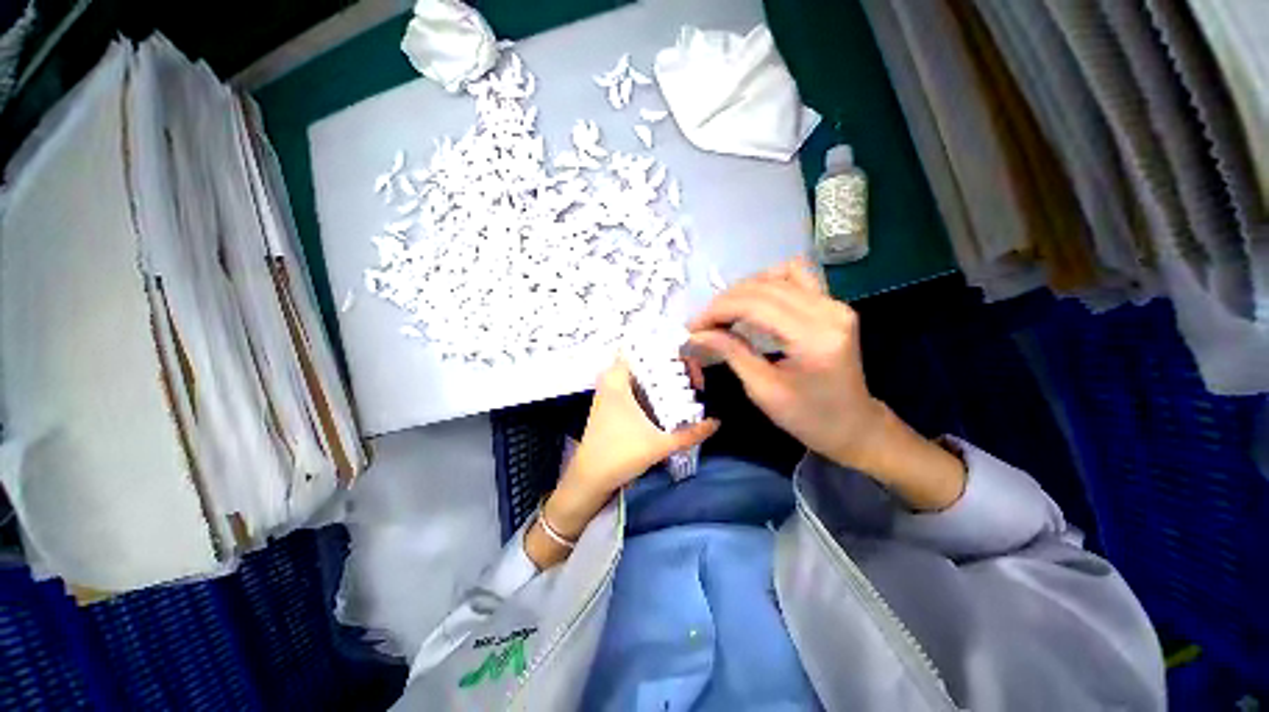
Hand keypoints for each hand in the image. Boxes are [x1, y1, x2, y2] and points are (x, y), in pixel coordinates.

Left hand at [559, 357, 717, 508]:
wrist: (589, 480)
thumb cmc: (619, 456)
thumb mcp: (658, 445)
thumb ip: (690, 434)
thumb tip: (717, 422)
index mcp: (617, 380)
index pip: (642, 349)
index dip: (667, 352)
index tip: (688, 367)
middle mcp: (611, 381)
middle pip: (644, 362)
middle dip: (670, 367)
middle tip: (692, 381)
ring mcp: (609, 393)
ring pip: (639, 376)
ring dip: (661, 380)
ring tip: (685, 388)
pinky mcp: (611, 406)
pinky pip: (635, 388)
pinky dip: (651, 390)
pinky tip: (667, 403)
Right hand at [688, 258, 882, 468]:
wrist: (853, 425)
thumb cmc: (808, 418)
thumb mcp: (763, 390)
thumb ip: (731, 353)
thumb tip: (696, 334)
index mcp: (813, 338)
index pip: (755, 305)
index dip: (717, 311)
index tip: (693, 327)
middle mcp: (829, 311)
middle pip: (764, 286)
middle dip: (725, 301)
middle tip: (703, 324)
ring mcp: (835, 304)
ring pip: (780, 273)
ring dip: (745, 289)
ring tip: (726, 312)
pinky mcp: (833, 304)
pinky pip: (796, 277)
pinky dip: (768, 283)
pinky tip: (754, 302)